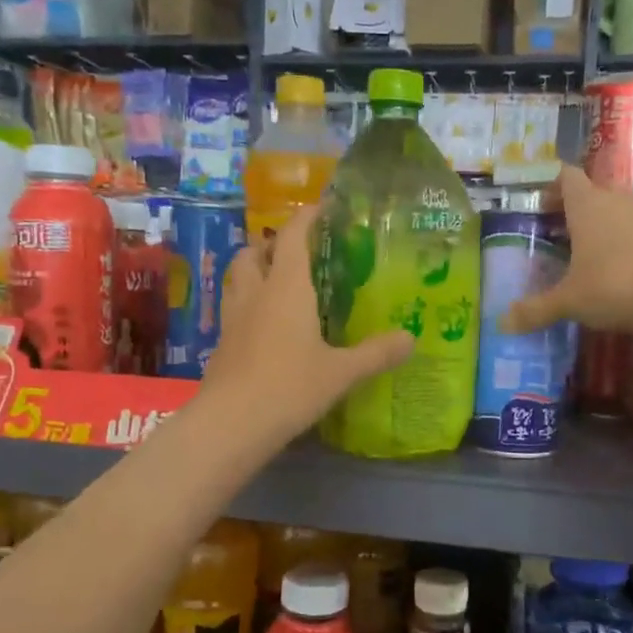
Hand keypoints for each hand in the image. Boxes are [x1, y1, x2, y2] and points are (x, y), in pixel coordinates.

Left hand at [200, 206, 413, 443]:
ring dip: (253, 271)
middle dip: (270, 244)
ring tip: (278, 284)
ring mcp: (232, 319)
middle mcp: (255, 294)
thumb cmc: (290, 387)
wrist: (231, 424)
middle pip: (253, 252)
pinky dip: (248, 305)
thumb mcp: (341, 372)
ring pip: (237, 279)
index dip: (305, 217)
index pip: (291, 237)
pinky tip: (265, 326)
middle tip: (296, 253)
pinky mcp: (221, 345)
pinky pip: (234, 310)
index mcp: (286, 288)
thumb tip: (411, 339)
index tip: (322, 208)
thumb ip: (376, 354)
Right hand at [503, 165, 632, 336]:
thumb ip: (536, 310)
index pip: (566, 176)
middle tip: (554, 226)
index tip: (537, 197)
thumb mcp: (569, 301)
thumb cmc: (615, 285)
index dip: (551, 183)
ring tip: (583, 248)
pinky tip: (615, 267)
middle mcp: (616, 201)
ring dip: (600, 222)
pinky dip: (622, 241)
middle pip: (592, 189)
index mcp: (587, 205)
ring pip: (617, 208)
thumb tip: (501, 324)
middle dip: (573, 204)